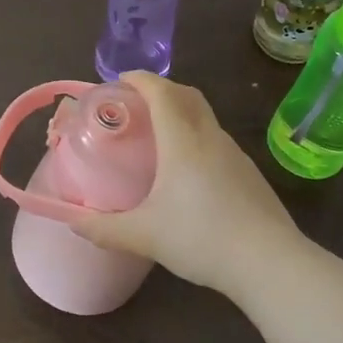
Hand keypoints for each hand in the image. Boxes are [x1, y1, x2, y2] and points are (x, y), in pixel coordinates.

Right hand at [69, 72, 304, 299]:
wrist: (270, 263)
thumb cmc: (202, 238)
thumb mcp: (144, 236)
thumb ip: (103, 228)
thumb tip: (71, 221)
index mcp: (182, 141)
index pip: (161, 92)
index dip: (140, 79)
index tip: (120, 81)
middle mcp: (210, 137)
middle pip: (186, 95)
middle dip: (160, 90)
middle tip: (136, 105)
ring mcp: (234, 154)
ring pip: (204, 117)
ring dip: (180, 113)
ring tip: (158, 137)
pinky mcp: (248, 173)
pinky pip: (216, 140)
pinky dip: (196, 137)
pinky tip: (188, 171)